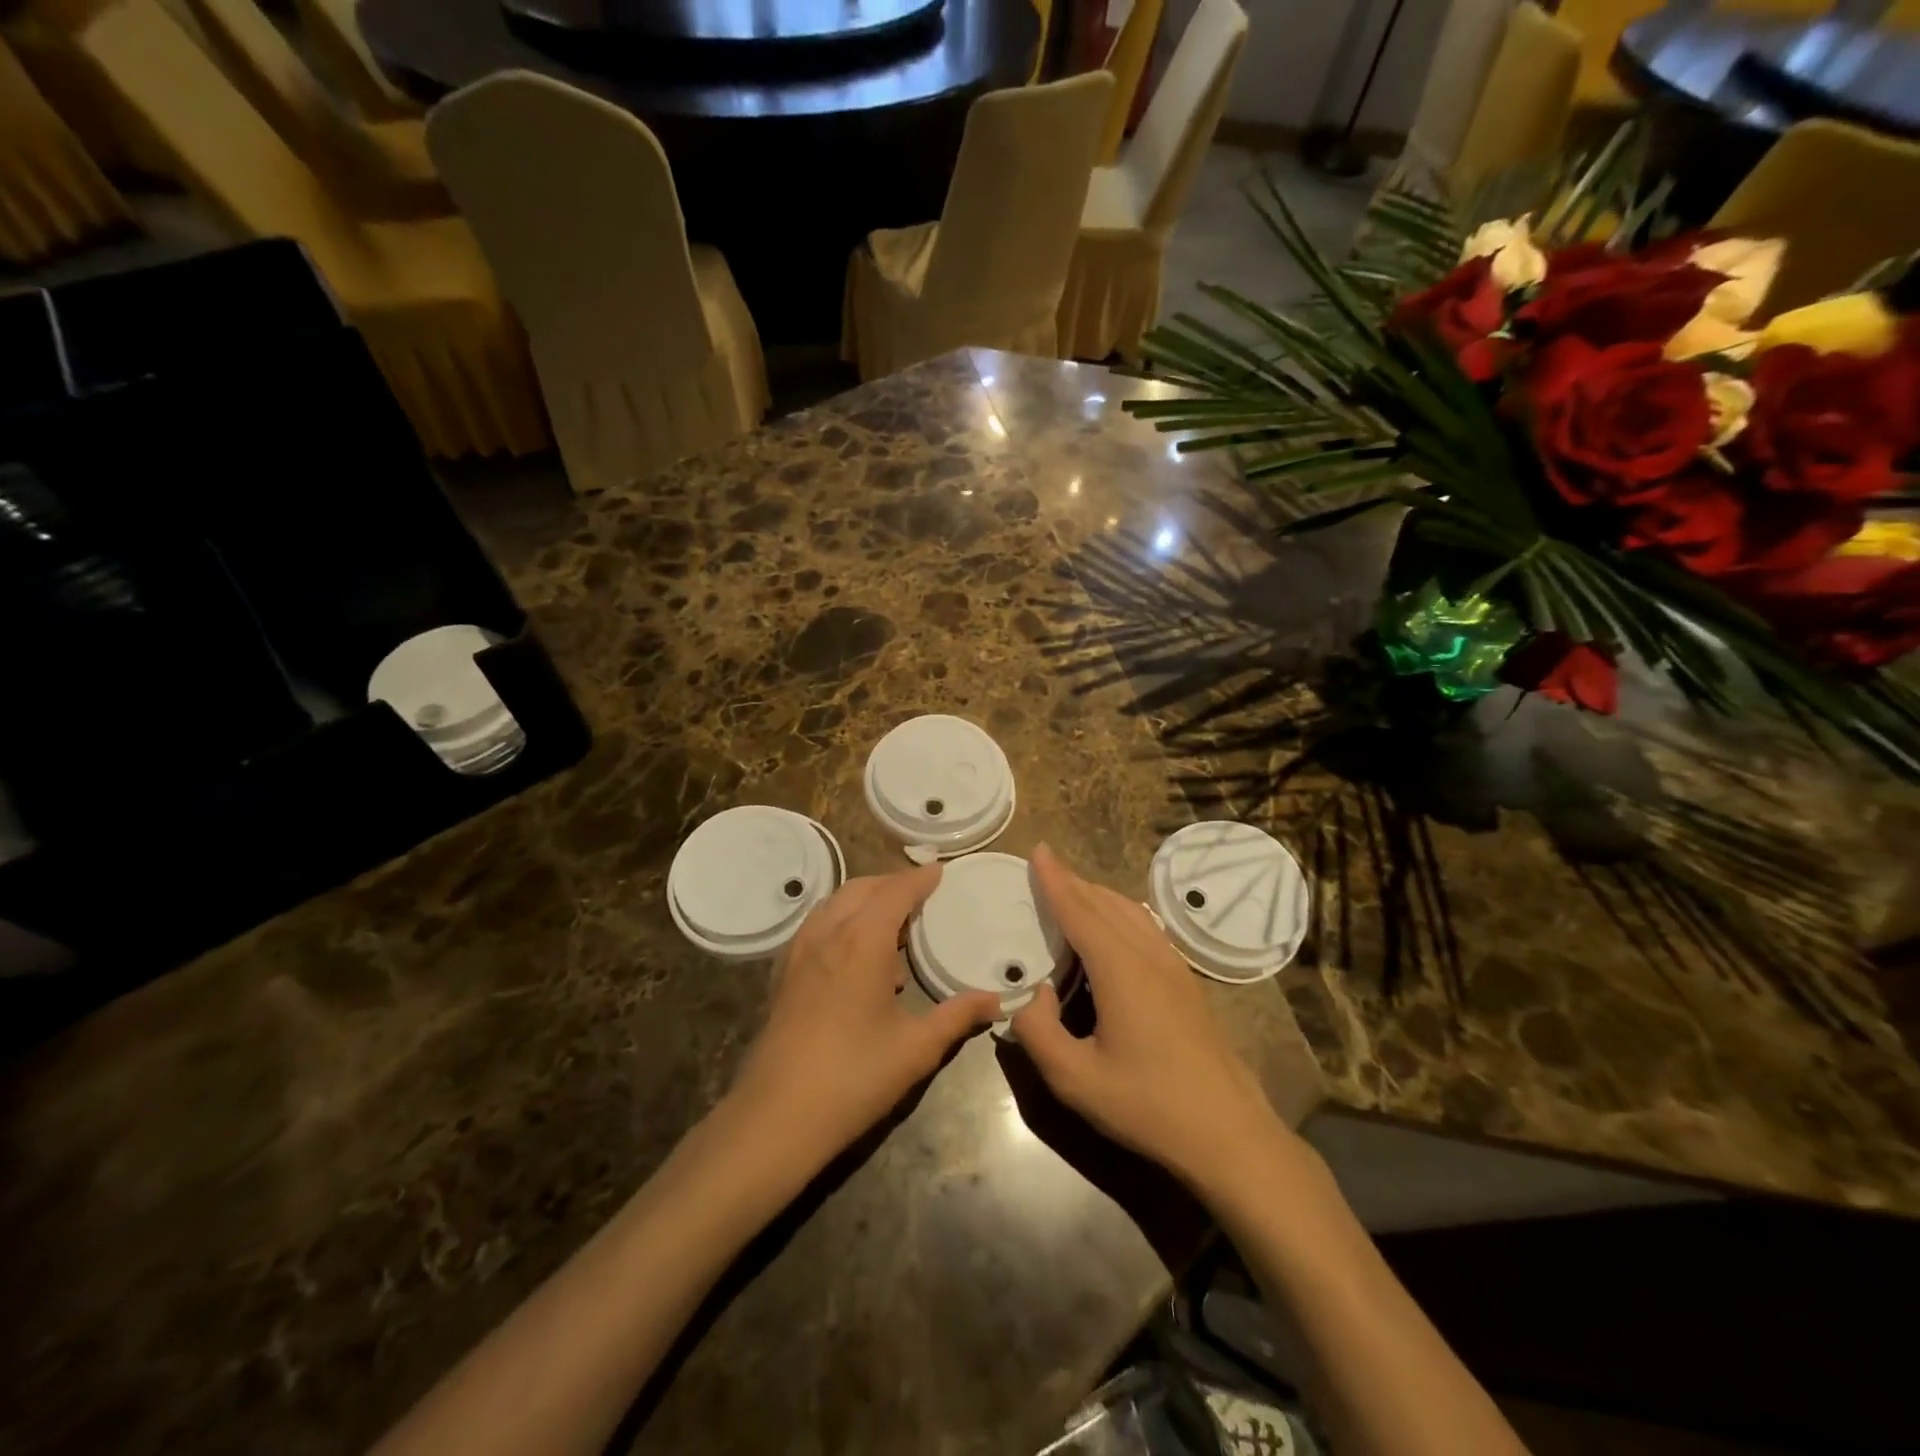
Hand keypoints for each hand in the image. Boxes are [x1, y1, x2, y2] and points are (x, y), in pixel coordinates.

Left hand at [729, 865, 1000, 1166]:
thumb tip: (995, 999)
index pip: (895, 891)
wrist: (774, 1117)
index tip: (940, 871)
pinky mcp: (785, 973)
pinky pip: (818, 925)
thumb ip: (957, 1017)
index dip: (920, 879)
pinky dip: (843, 920)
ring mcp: (800, 952)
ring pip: (836, 904)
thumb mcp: (915, 1049)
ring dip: (866, 900)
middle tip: (923, 894)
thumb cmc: (852, 1078)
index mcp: (861, 941)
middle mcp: (827, 933)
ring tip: (895, 924)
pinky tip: (859, 956)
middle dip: (893, 884)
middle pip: (862, 888)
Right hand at [1011, 844, 1300, 1197]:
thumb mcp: (1075, 1079)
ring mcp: (1175, 968)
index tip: (1039, 849)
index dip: (1056, 879)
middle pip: (1106, 904)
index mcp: (1120, 970)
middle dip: (1073, 883)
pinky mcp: (1188, 984)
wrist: (1230, 1135)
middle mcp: (1149, 956)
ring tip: (1072, 895)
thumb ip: (1038, 1031)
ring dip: (1098, 897)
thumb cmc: (1148, 1106)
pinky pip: (1148, 929)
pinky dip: (1120, 915)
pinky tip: (1114, 931)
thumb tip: (1033, 994)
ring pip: (1132, 913)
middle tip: (1044, 873)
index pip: (1080, 910)